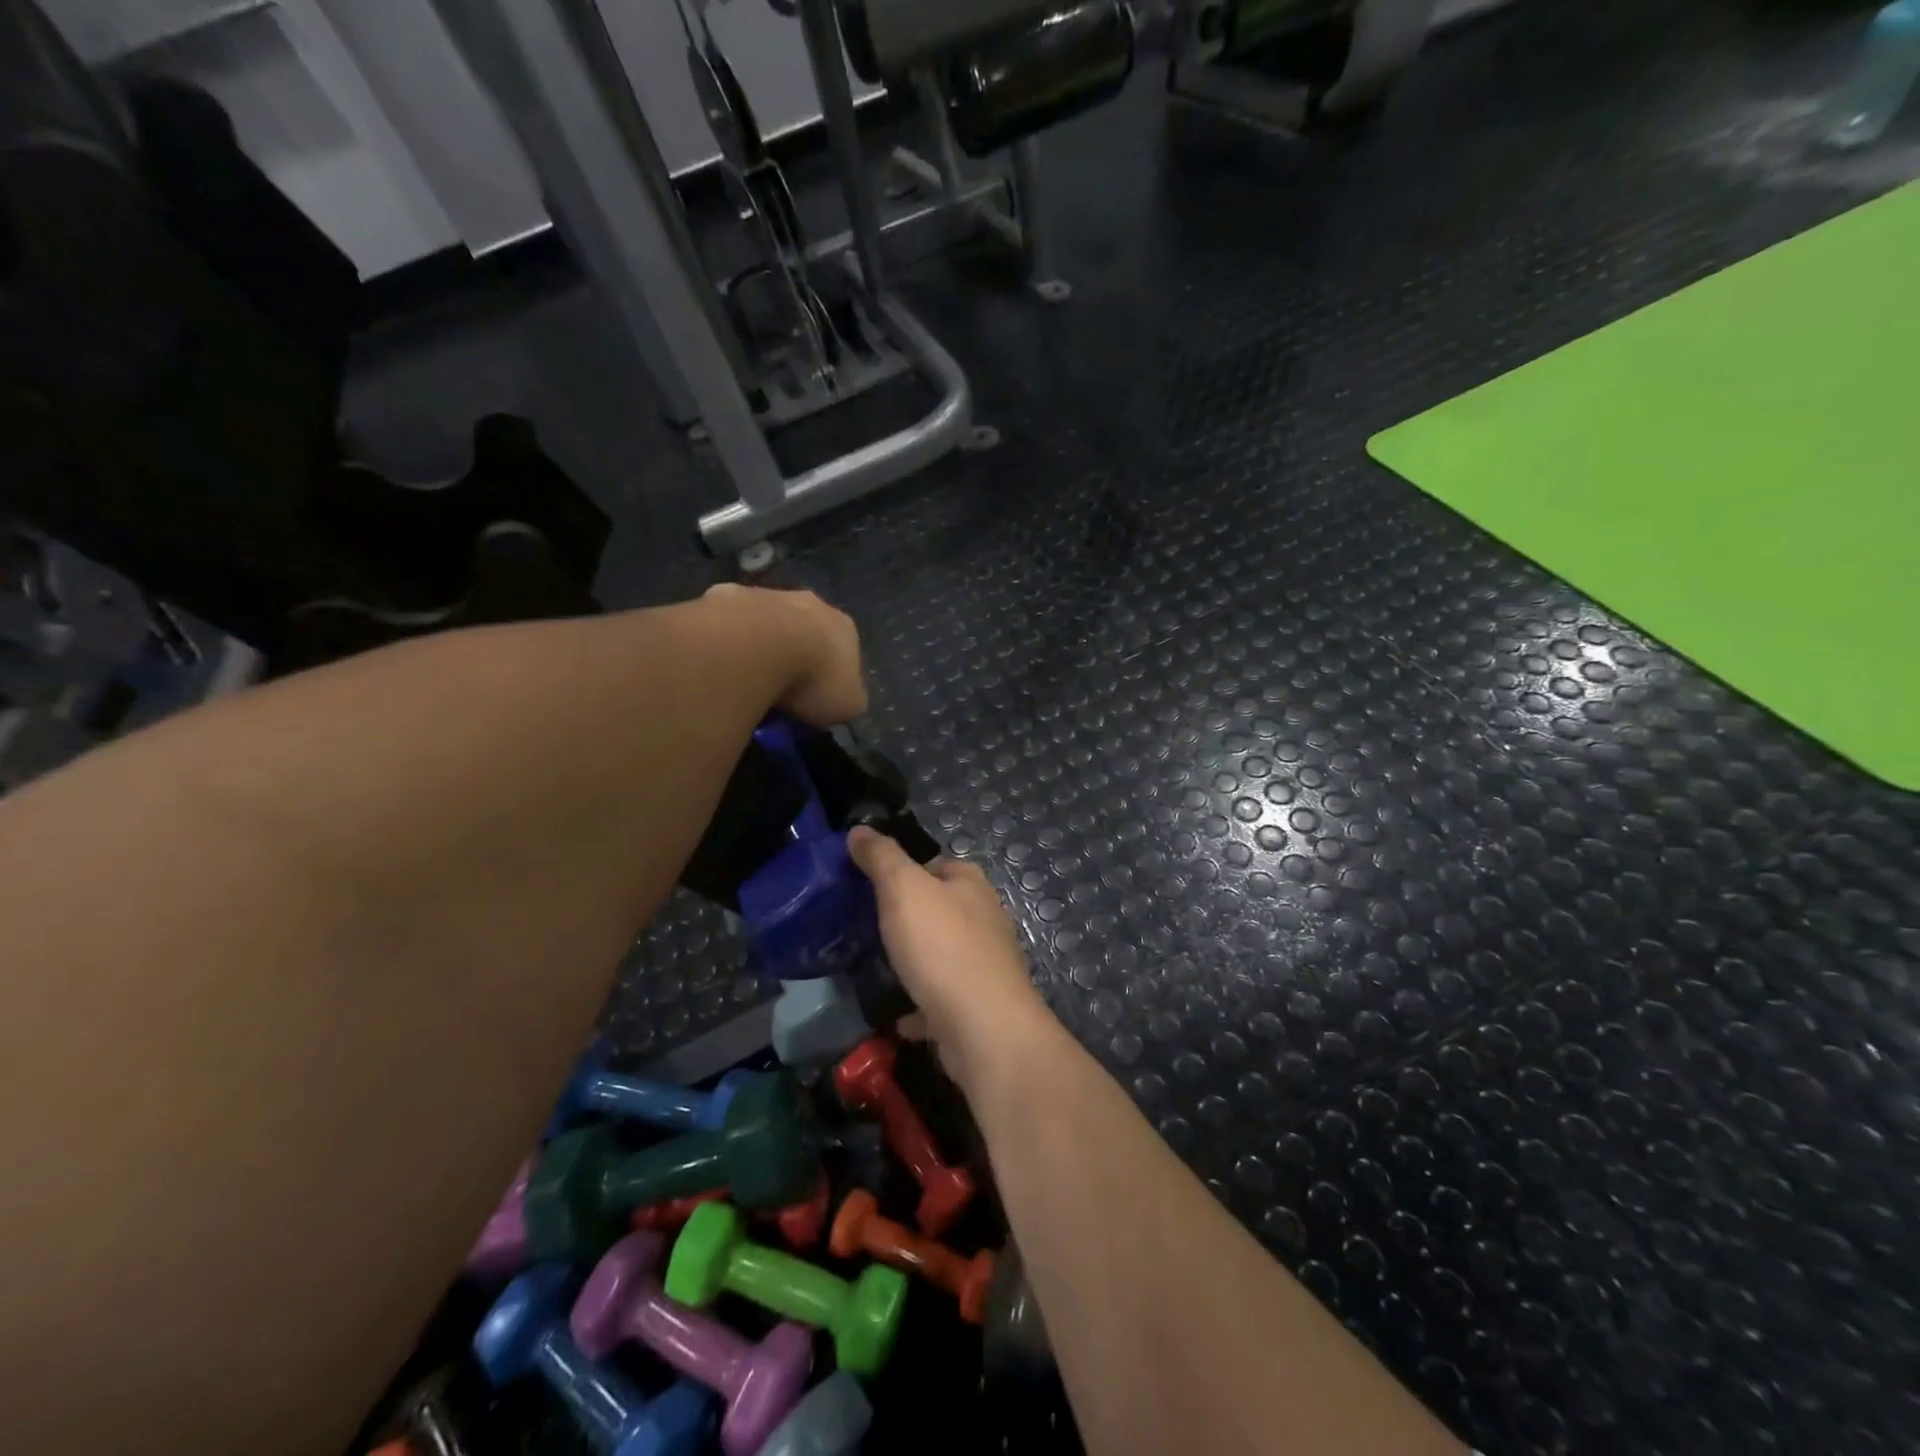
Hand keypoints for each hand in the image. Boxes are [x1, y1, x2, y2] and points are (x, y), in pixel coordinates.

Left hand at [704, 584, 866, 725]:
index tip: (816, 698)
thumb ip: (847, 699)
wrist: (758, 646)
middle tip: (781, 689)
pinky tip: (719, 665)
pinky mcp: (724, 597)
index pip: (844, 651)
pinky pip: (726, 624)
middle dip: (795, 654)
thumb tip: (842, 701)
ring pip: (765, 623)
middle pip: (805, 630)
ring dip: (759, 645)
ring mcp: (765, 595)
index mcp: (843, 626)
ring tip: (746, 680)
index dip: (831, 676)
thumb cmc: (813, 677)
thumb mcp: (848, 704)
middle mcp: (809, 602)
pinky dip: (724, 642)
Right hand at [846, 827, 1055, 1097]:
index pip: (937, 863)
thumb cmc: (942, 947)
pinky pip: (942, 1001)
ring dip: (916, 960)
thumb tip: (860, 829)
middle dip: (910, 916)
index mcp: (970, 885)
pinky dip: (921, 1006)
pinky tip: (898, 1016)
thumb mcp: (904, 890)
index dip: (905, 868)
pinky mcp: (978, 1007)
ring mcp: (985, 965)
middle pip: (941, 908)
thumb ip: (882, 858)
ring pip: (943, 955)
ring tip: (878, 966)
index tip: (870, 882)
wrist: (984, 1028)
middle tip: (867, 925)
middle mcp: (984, 919)